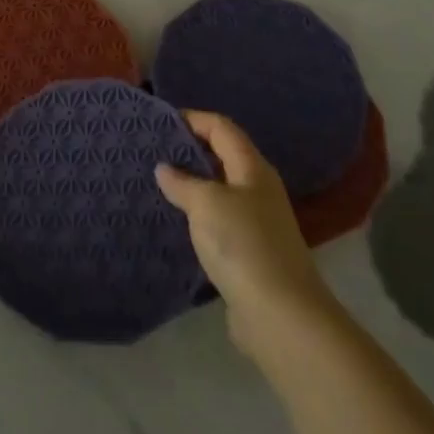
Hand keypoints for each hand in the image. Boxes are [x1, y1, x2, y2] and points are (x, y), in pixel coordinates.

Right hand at [157, 111, 332, 359]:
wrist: (281, 315)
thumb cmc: (244, 245)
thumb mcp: (207, 204)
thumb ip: (183, 182)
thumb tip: (165, 168)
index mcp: (252, 168)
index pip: (222, 128)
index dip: (193, 119)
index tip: (159, 122)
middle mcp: (258, 189)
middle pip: (222, 156)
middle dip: (189, 150)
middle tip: (152, 151)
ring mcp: (257, 222)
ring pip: (219, 190)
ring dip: (191, 185)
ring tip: (156, 184)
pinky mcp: (249, 252)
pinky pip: (218, 221)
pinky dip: (197, 215)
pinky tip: (175, 222)